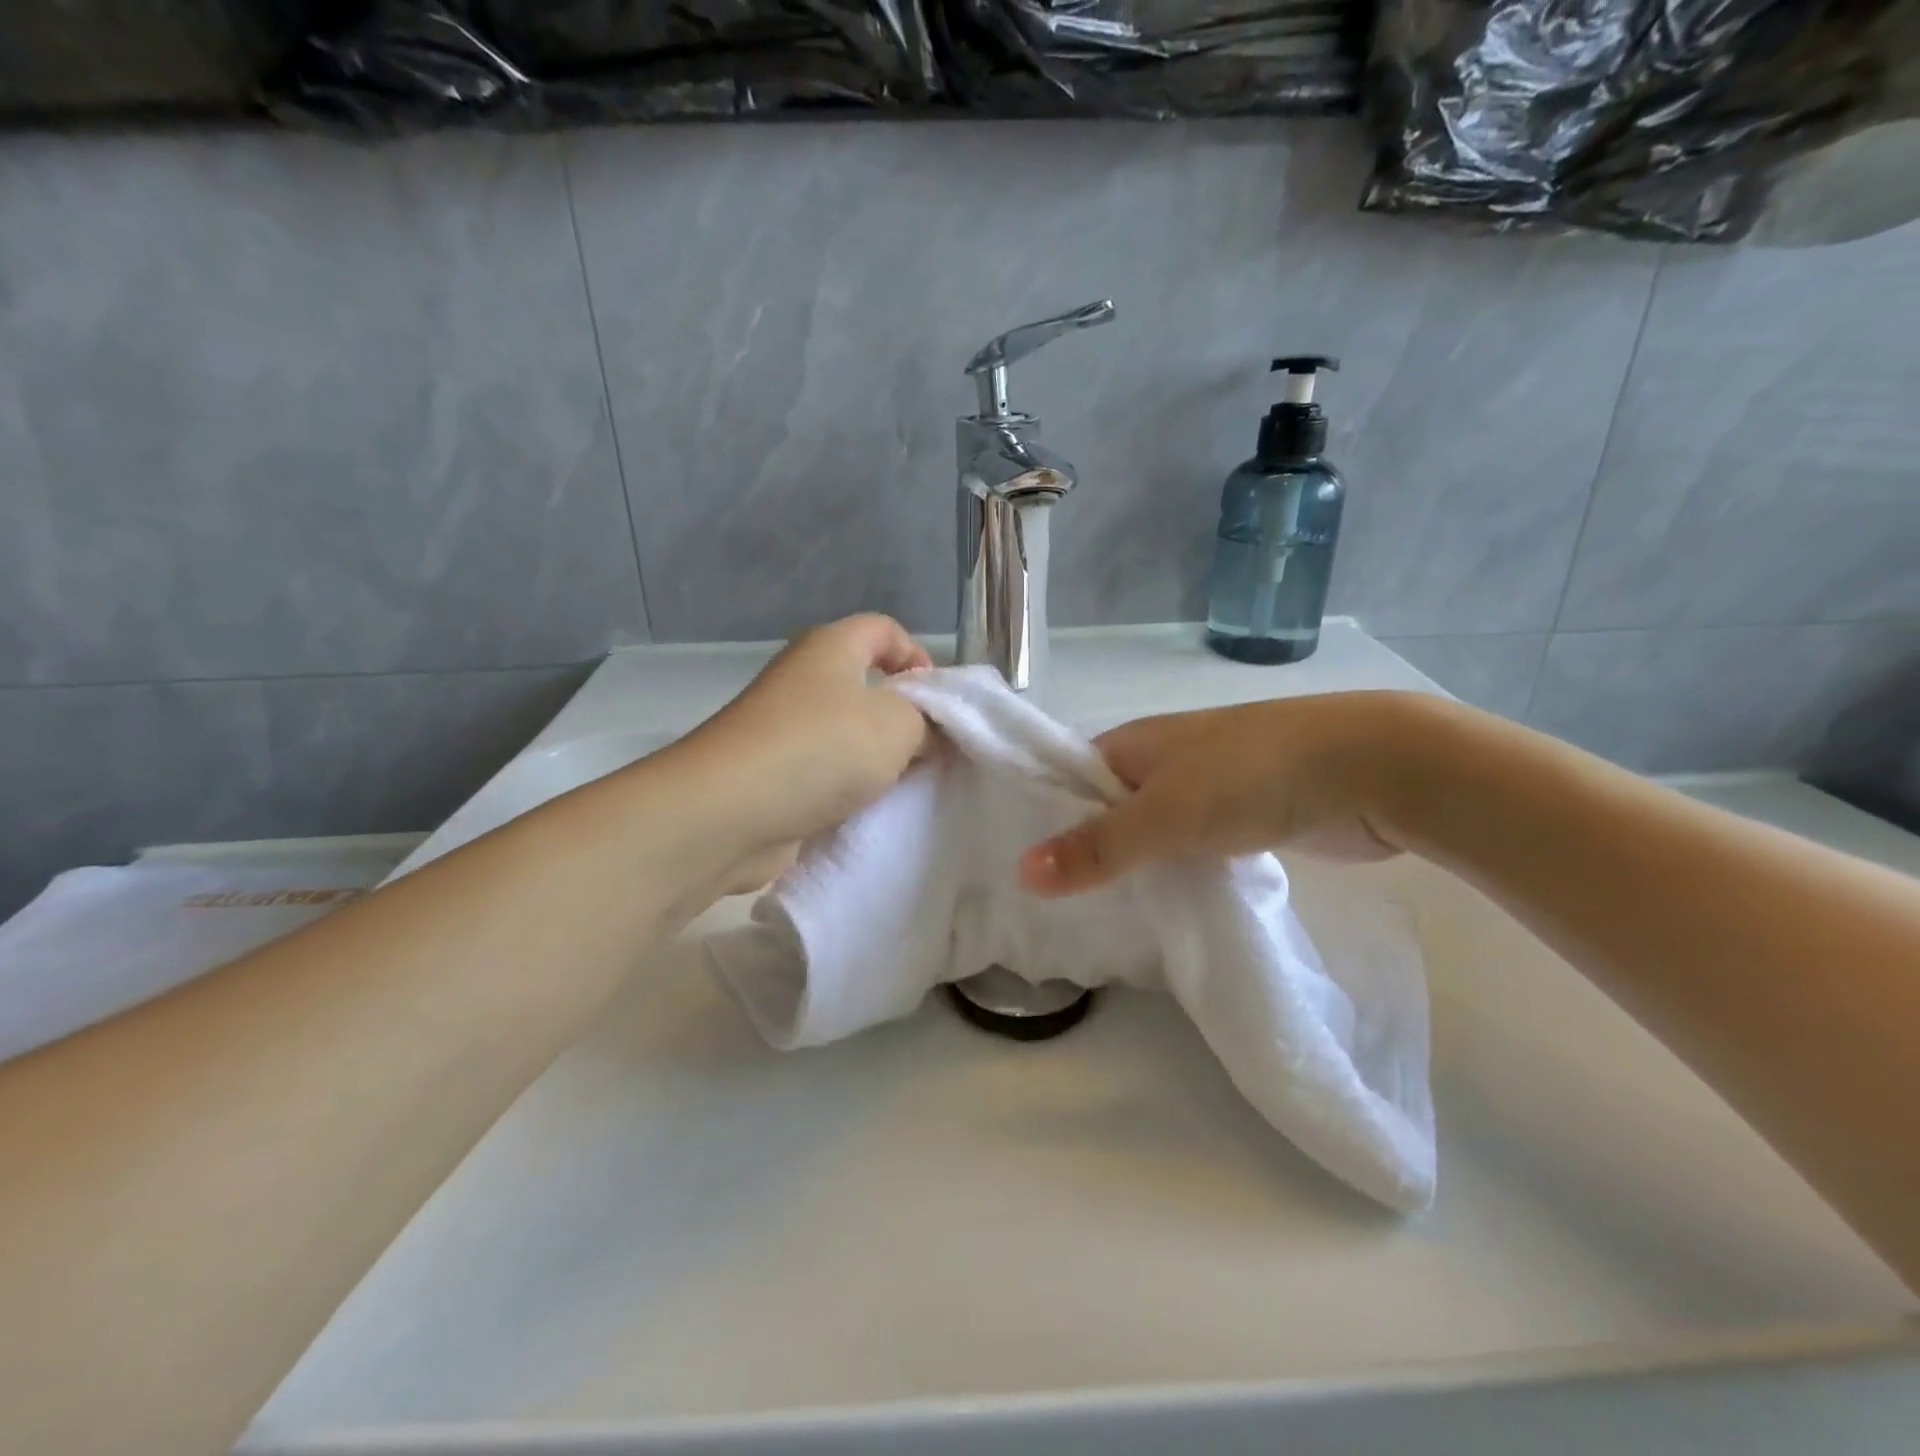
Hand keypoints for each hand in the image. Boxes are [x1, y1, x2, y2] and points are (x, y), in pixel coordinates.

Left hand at [683, 614, 931, 889]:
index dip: (918, 657)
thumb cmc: (822, 747)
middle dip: (903, 717)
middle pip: (867, 685)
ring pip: (847, 734)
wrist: (731, 811)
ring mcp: (782, 728)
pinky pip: (824, 772)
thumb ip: (927, 722)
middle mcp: (803, 679)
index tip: (939, 704)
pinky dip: (846, 789)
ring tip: (902, 785)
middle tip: (929, 751)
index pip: (884, 630)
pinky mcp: (772, 774)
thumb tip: (928, 734)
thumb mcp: (898, 726)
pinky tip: (866, 811)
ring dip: (876, 759)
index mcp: (831, 647)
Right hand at [1019, 691, 1426, 896]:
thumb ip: (1097, 845)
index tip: (1022, 869)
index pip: (1071, 779)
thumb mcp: (1165, 814)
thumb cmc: (1252, 776)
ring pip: (1152, 832)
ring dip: (1135, 866)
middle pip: (1109, 808)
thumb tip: (1021, 873)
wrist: (1370, 768)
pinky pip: (1192, 848)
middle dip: (1088, 851)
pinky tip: (1166, 906)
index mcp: (1136, 743)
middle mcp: (1164, 761)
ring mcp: (1207, 788)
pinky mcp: (1243, 818)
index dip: (1045, 818)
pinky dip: (1177, 872)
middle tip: (1056, 907)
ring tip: (1100, 917)